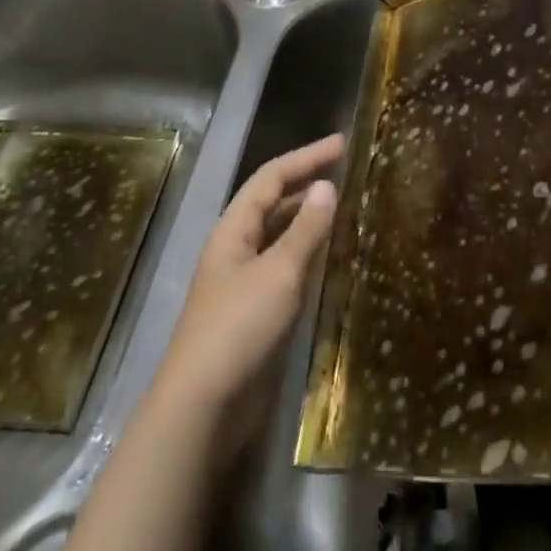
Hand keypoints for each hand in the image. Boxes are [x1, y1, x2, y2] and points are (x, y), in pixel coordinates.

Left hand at [153, 135, 342, 442]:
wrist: (203, 407)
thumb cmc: (239, 328)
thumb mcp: (278, 273)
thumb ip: (305, 230)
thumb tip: (326, 185)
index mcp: (234, 230)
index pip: (272, 177)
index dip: (306, 157)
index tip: (342, 144)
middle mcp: (237, 248)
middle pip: (273, 203)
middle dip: (307, 183)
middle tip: (348, 171)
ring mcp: (244, 281)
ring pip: (280, 236)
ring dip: (309, 218)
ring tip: (345, 207)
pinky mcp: (255, 312)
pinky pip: (286, 267)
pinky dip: (309, 253)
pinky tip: (331, 257)